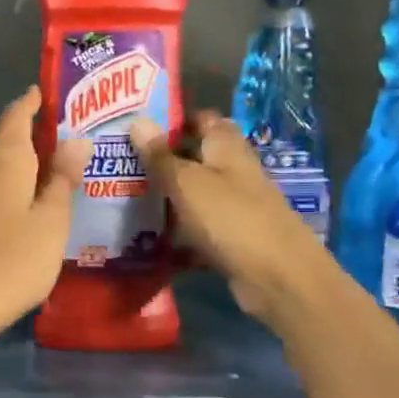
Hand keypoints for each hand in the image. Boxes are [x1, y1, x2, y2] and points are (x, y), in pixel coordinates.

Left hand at [0, 88, 91, 330]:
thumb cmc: (14, 258)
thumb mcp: (51, 220)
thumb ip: (62, 179)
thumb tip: (75, 139)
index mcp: (5, 160)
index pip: (16, 117)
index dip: (30, 103)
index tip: (42, 93)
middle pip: (2, 139)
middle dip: (26, 132)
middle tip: (57, 133)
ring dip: (15, 159)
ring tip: (43, 164)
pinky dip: (4, 181)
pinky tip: (19, 196)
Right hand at [128, 112, 320, 322]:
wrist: (278, 277)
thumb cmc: (231, 218)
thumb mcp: (187, 183)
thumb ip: (160, 155)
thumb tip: (136, 120)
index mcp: (227, 148)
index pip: (202, 120)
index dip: (173, 120)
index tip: (137, 127)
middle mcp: (234, 172)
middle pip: (196, 158)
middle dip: (162, 160)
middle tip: (120, 164)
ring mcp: (234, 206)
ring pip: (194, 194)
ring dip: (166, 197)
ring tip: (124, 197)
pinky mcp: (231, 238)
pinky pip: (197, 227)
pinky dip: (177, 231)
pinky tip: (147, 237)